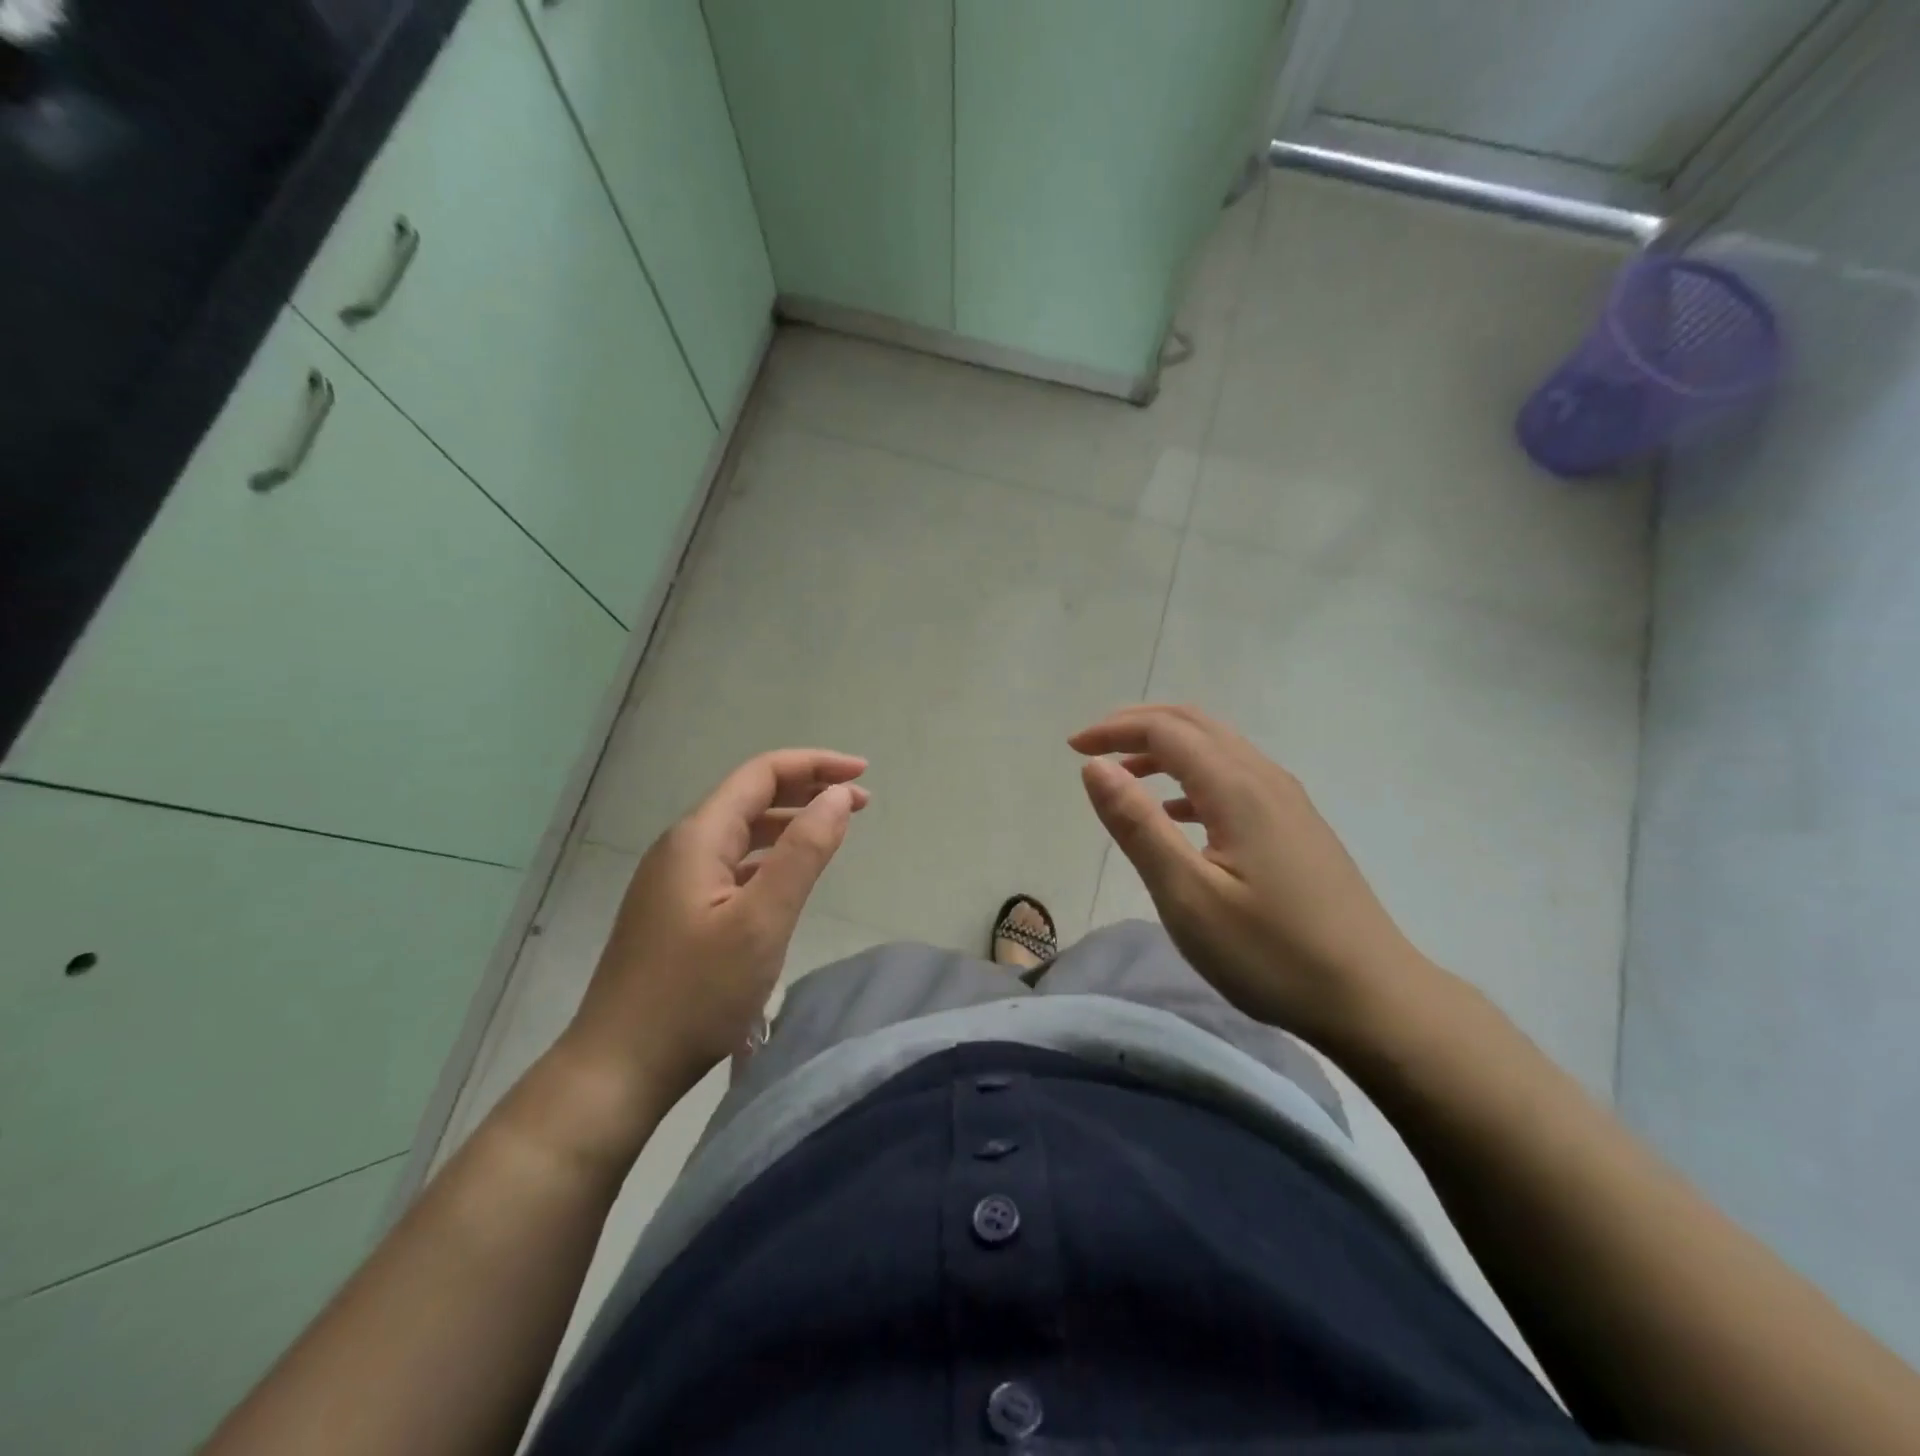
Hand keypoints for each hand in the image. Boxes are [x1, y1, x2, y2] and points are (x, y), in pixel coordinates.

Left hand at [555, 749, 869, 1131]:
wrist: (619, 1068)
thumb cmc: (695, 994)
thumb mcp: (762, 921)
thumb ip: (803, 852)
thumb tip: (837, 796)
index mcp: (698, 837)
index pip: (762, 774)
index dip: (815, 765)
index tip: (862, 774)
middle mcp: (682, 847)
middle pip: (751, 798)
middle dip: (807, 790)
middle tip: (860, 802)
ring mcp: (675, 881)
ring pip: (741, 832)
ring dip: (789, 823)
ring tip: (834, 830)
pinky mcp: (676, 911)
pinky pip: (732, 864)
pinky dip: (769, 856)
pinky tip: (788, 876)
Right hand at [1070, 705, 1433, 1050]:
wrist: (1374, 998)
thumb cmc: (1271, 953)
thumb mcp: (1188, 896)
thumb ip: (1138, 825)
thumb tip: (1095, 766)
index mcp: (1237, 787)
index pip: (1166, 731)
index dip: (1114, 730)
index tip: (1072, 748)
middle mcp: (1264, 779)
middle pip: (1194, 725)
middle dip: (1138, 725)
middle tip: (1093, 746)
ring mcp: (1287, 802)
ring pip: (1217, 749)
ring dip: (1165, 750)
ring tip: (1124, 777)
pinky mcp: (1297, 827)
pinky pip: (1234, 778)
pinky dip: (1192, 779)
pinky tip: (1177, 816)